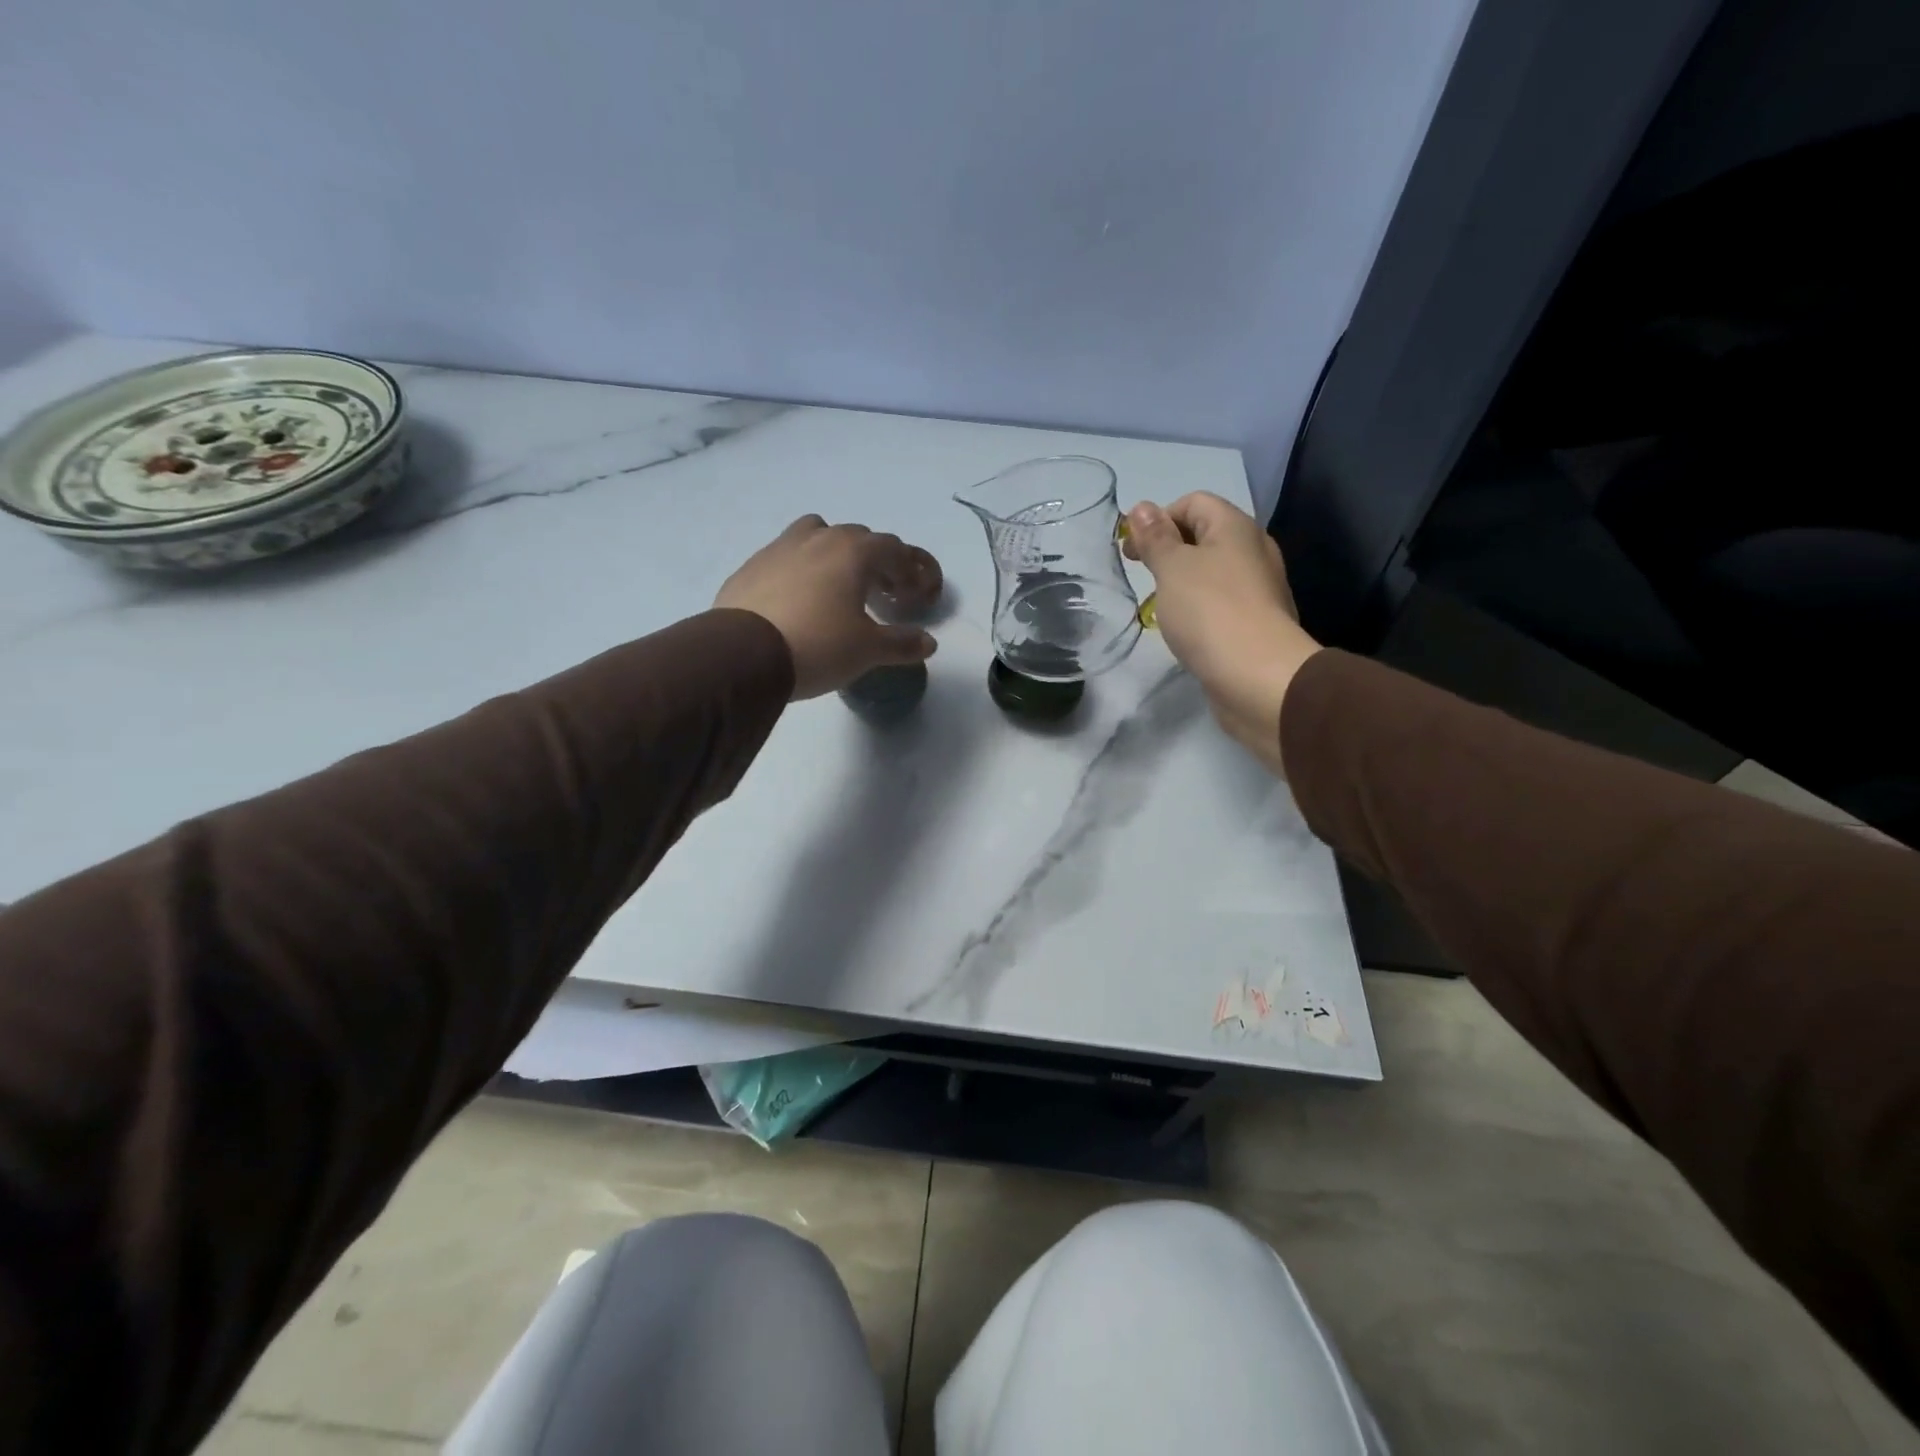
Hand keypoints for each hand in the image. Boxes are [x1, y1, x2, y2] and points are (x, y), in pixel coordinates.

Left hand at [715, 516, 942, 698]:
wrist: (744, 655)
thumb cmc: (818, 645)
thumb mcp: (867, 650)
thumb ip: (901, 644)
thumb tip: (929, 643)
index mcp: (853, 551)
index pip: (892, 548)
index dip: (908, 569)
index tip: (912, 594)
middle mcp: (818, 538)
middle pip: (856, 537)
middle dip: (873, 560)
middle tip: (879, 592)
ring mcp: (779, 547)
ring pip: (815, 534)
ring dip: (832, 552)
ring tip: (835, 585)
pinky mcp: (751, 566)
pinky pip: (784, 556)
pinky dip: (799, 569)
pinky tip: (796, 600)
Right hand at [1122, 493, 1320, 776]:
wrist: (1258, 676)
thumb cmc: (1209, 611)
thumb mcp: (1172, 568)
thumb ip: (1155, 538)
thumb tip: (1141, 507)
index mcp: (1235, 527)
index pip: (1194, 501)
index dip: (1159, 518)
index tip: (1133, 550)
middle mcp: (1253, 550)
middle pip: (1205, 535)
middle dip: (1169, 550)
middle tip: (1142, 576)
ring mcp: (1259, 588)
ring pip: (1213, 571)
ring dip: (1183, 581)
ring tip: (1160, 606)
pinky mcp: (1257, 622)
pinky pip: (1222, 601)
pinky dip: (1199, 607)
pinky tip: (1186, 630)